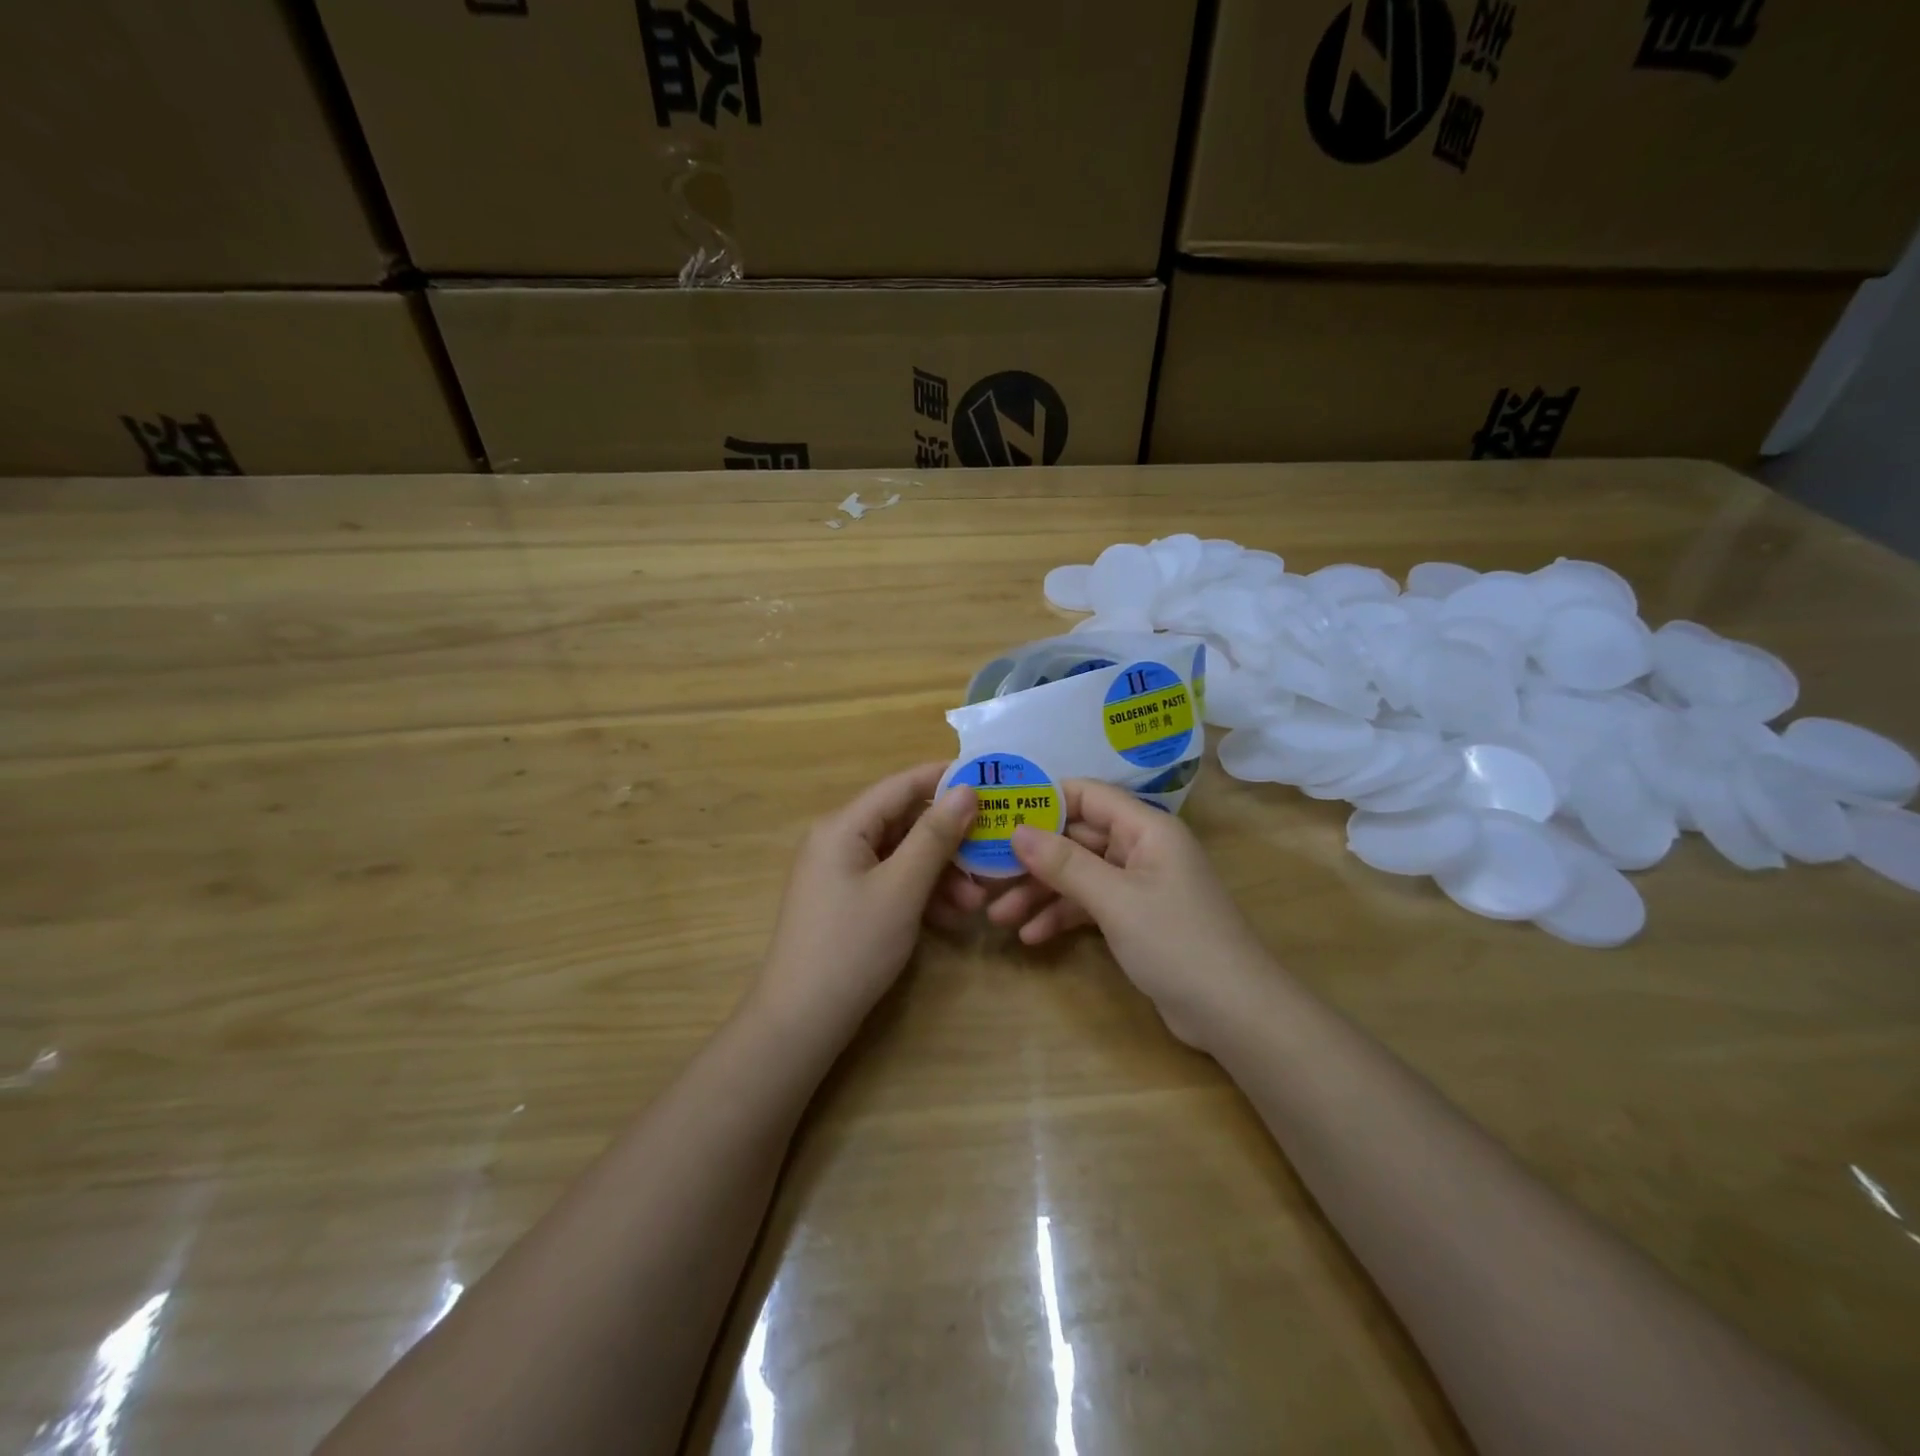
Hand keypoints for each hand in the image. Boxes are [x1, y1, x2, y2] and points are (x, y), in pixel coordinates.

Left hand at [754, 763, 975, 1038]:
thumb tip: (967, 789)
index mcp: (843, 826)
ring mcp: (841, 872)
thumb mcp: (901, 889)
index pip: (902, 785)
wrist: (801, 1021)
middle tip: (992, 853)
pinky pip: (891, 881)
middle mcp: (839, 840)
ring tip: (977, 902)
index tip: (991, 780)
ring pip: (902, 855)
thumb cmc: (852, 947)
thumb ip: (935, 837)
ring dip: (940, 873)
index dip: (946, 779)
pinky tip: (951, 917)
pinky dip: (921, 893)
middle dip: (949, 840)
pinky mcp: (847, 901)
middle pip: (904, 822)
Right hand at [1008, 781, 1272, 1049]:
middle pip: (1077, 838)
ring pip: (1079, 875)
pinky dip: (1061, 917)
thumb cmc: (1177, 942)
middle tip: (985, 873)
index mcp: (1146, 828)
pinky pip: (1090, 905)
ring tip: (998, 916)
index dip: (1042, 799)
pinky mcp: (1136, 919)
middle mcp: (1142, 848)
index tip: (998, 812)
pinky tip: (1031, 937)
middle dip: (1032, 858)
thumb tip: (1016, 830)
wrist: (1235, 1014)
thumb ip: (1064, 863)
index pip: (1087, 795)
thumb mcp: (1115, 899)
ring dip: (1040, 892)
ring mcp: (1139, 885)